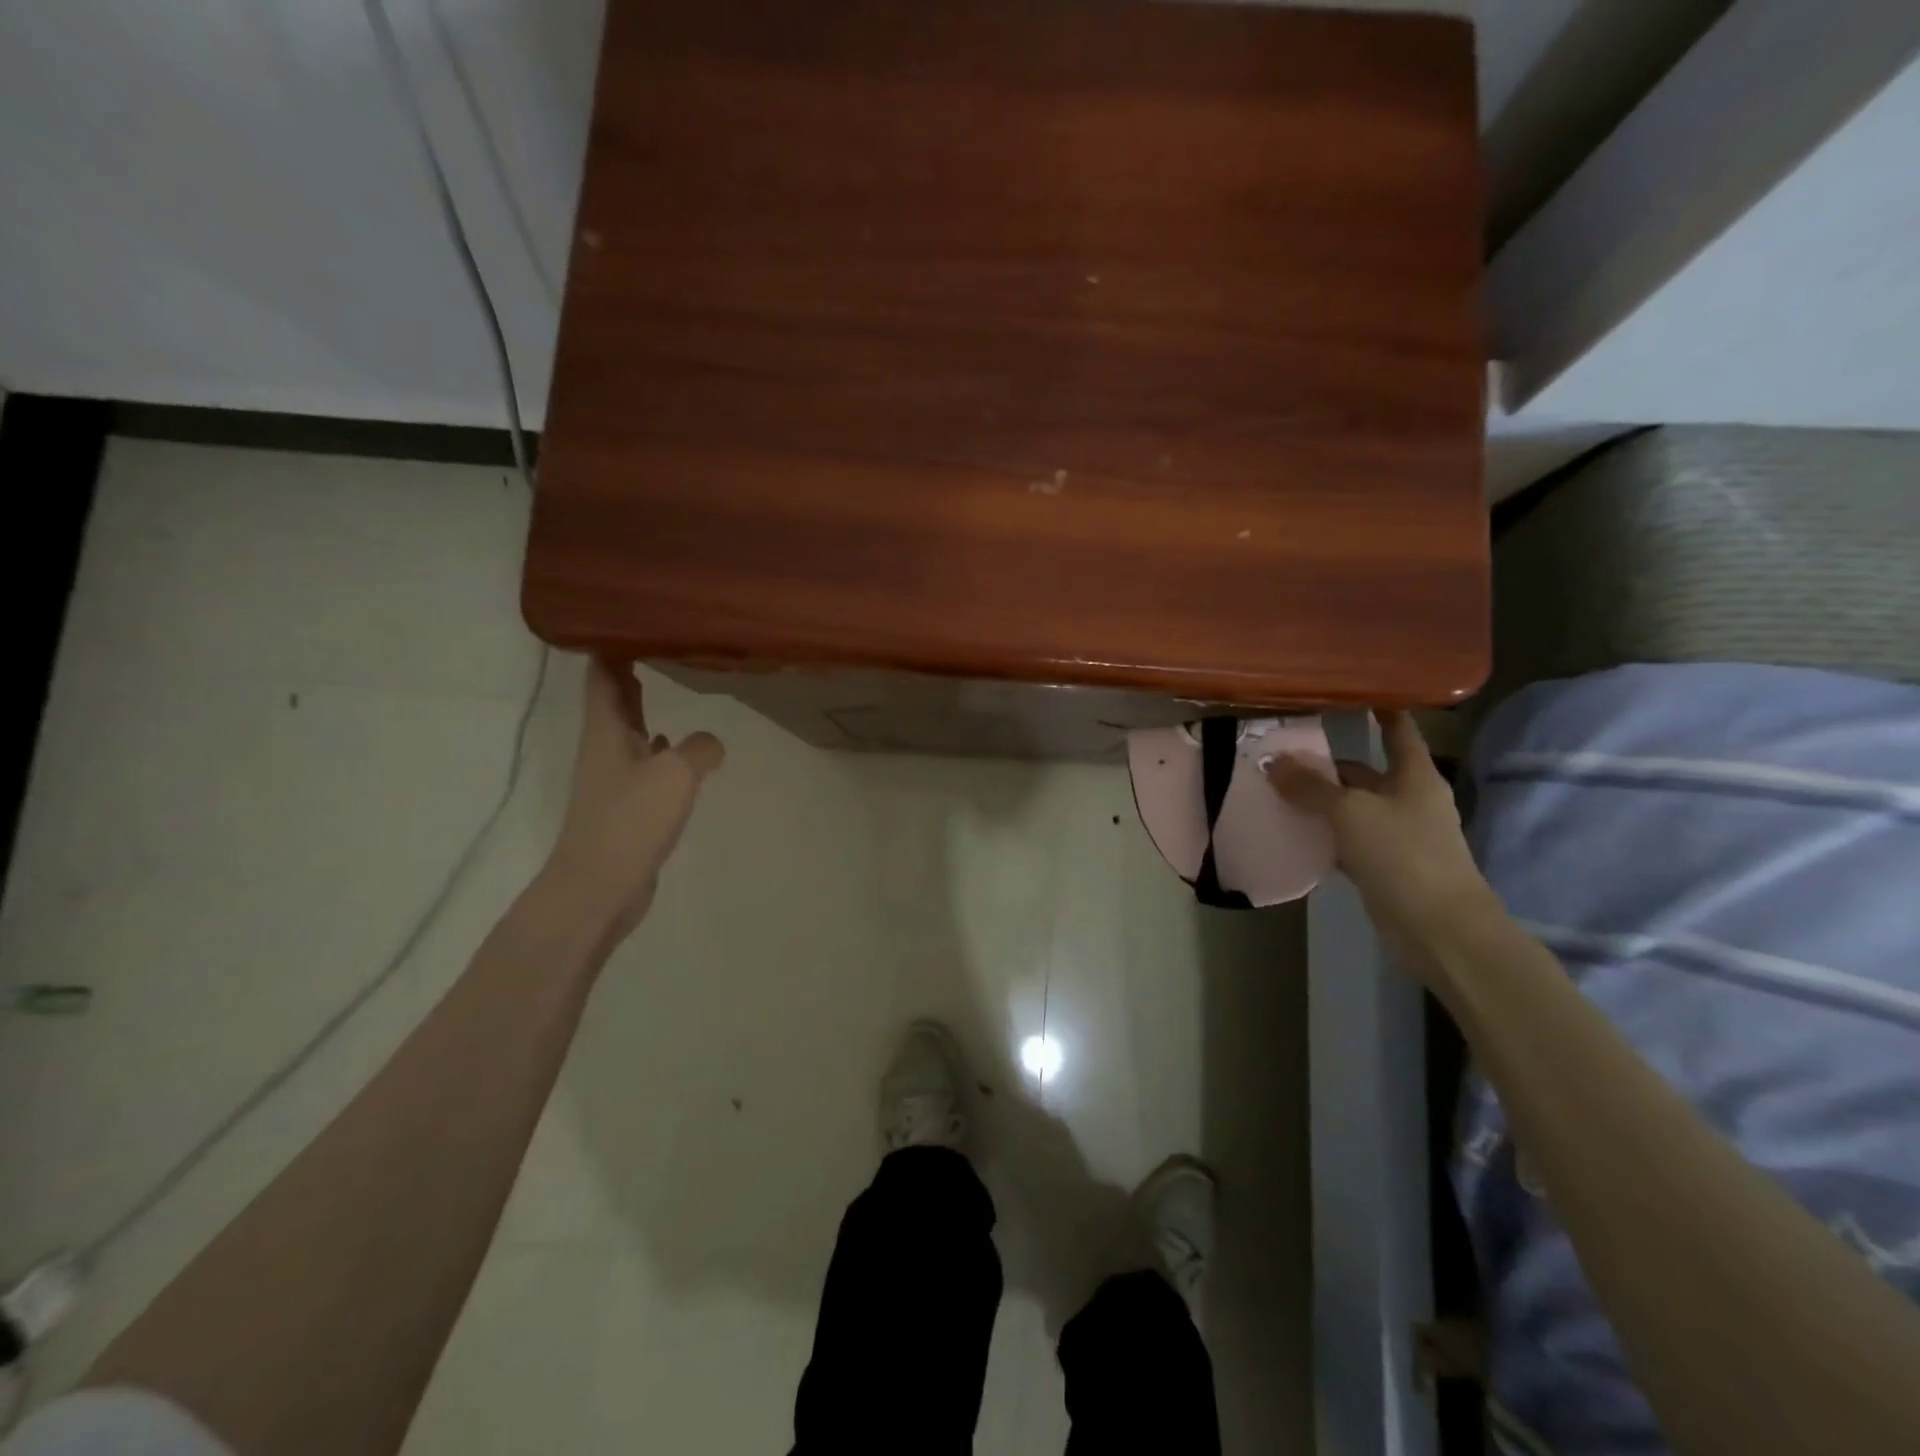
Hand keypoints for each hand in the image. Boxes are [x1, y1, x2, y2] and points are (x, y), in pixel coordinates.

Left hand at [541, 658, 724, 940]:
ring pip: (630, 730)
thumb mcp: (676, 773)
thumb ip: (700, 748)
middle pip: (614, 699)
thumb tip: (712, 743)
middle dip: (630, 670)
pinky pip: (644, 763)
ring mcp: (614, 778)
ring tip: (670, 684)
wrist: (600, 886)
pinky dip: (660, 748)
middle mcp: (605, 748)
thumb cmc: (631, 820)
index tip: (630, 620)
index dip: (612, 646)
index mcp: (606, 730)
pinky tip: (679, 749)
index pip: (603, 675)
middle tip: (657, 643)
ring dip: (645, 708)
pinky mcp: (626, 805)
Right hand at [1266, 711, 1498, 964]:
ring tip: (1276, 790)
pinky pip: (1347, 840)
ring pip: (1352, 808)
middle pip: (1364, 772)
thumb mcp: (1350, 813)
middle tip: (1281, 754)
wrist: (1439, 928)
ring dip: (1320, 802)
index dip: (1380, 710)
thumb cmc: (1403, 854)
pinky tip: (1294, 832)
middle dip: (1326, 765)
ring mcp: (1398, 834)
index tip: (1354, 692)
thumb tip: (1272, 763)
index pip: (1398, 731)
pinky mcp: (1384, 865)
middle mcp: (1409, 799)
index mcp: (1414, 776)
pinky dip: (1324, 835)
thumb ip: (1310, 787)